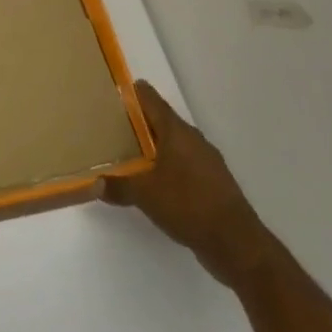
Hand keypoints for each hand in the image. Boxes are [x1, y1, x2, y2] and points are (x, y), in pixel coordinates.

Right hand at [103, 82, 278, 288]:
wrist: (236, 243)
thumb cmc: (188, 205)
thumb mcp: (145, 195)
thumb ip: (118, 186)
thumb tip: (95, 184)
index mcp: (178, 133)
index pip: (153, 102)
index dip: (135, 93)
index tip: (118, 88)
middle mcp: (194, 141)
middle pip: (163, 122)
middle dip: (140, 122)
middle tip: (113, 123)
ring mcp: (207, 163)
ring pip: (174, 145)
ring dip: (154, 146)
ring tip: (128, 152)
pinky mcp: (213, 184)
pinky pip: (183, 165)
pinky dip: (166, 166)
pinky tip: (152, 181)